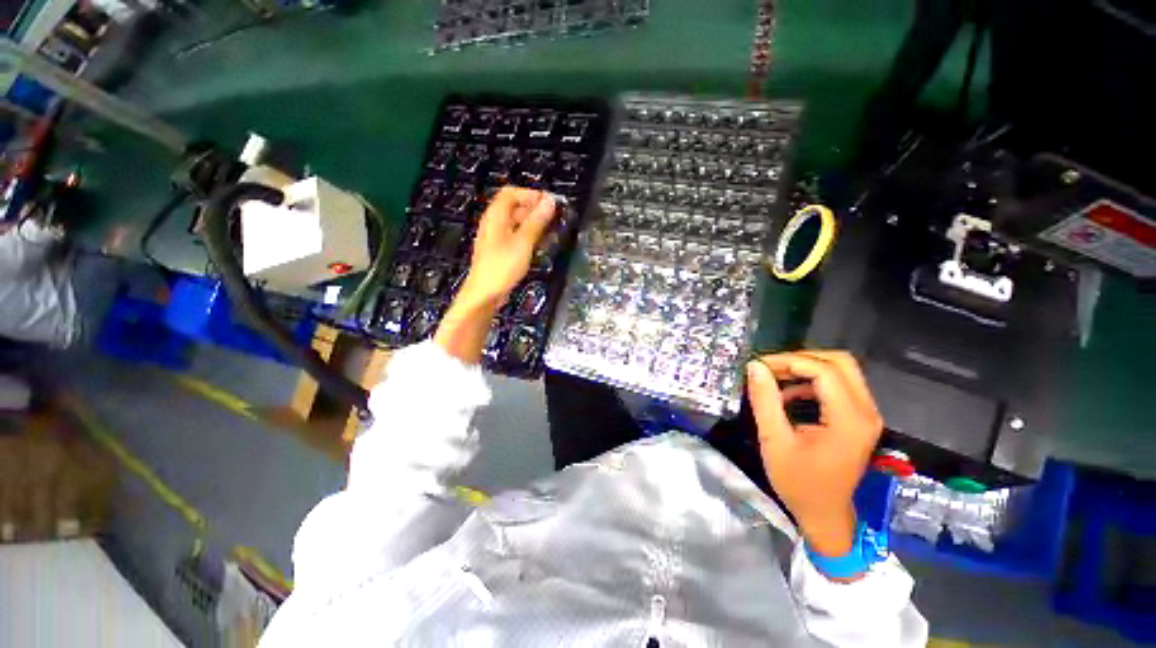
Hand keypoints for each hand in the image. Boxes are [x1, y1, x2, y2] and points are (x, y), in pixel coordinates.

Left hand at [457, 187, 555, 311]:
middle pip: (514, 206)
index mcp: (495, 215)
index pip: (512, 192)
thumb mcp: (523, 242)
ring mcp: (495, 238)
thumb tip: (550, 201)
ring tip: (549, 232)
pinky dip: (527, 236)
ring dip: (532, 223)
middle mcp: (493, 223)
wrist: (485, 294)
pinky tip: (537, 246)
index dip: (531, 194)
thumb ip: (537, 221)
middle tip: (553, 219)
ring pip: (515, 222)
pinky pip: (514, 236)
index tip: (549, 204)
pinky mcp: (499, 251)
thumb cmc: (502, 267)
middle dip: (534, 209)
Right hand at [746, 351, 882, 558]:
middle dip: (800, 359)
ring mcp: (865, 414)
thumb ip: (765, 401)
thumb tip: (754, 366)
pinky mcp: (858, 418)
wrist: (825, 514)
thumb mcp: (774, 441)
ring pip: (840, 370)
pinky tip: (788, 393)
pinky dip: (811, 381)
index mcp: (849, 420)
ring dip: (805, 368)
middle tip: (769, 368)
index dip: (789, 361)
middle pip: (839, 362)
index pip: (824, 371)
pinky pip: (838, 384)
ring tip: (773, 377)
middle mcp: (866, 411)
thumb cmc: (799, 483)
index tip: (758, 366)